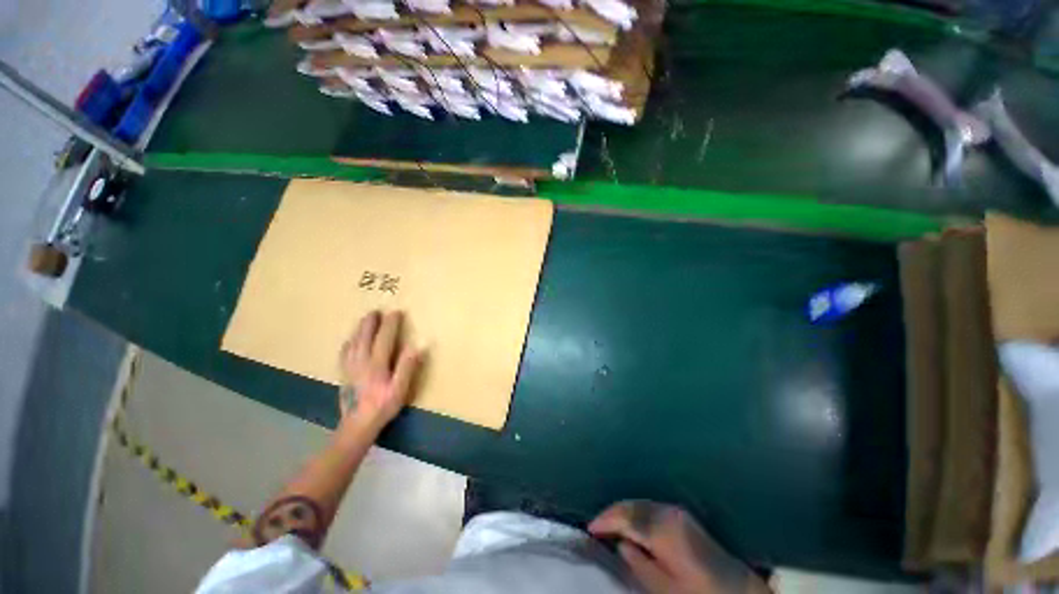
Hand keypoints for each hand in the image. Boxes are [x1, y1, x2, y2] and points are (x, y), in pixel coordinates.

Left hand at [338, 310, 423, 430]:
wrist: (357, 425)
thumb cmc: (383, 406)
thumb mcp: (400, 389)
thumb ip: (407, 366)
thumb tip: (417, 346)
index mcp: (377, 363)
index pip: (384, 338)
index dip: (391, 324)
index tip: (396, 312)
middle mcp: (361, 361)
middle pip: (364, 336)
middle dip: (371, 322)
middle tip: (376, 310)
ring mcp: (349, 367)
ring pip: (353, 342)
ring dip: (359, 329)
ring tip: (364, 320)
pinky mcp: (343, 374)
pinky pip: (344, 353)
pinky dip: (349, 343)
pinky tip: (350, 341)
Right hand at [589, 500, 769, 593]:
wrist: (738, 591)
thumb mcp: (665, 588)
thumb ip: (638, 563)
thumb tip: (619, 542)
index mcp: (663, 528)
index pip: (626, 516)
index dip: (605, 520)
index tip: (589, 528)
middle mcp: (669, 512)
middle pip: (632, 505)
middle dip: (612, 513)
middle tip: (596, 526)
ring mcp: (677, 512)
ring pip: (640, 503)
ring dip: (623, 512)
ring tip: (609, 525)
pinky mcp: (682, 516)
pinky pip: (650, 508)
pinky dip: (636, 513)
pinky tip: (630, 524)